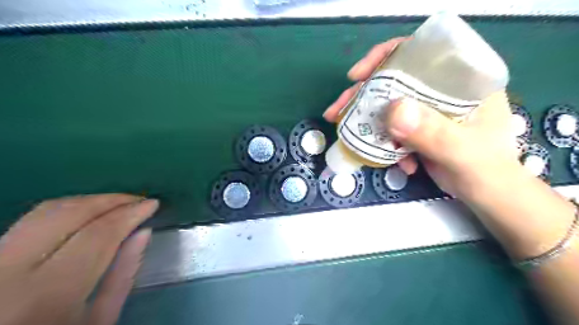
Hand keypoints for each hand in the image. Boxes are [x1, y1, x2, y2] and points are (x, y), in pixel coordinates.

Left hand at [0, 194, 157, 323]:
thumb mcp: (100, 320)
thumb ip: (124, 274)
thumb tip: (143, 231)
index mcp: (45, 296)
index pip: (96, 235)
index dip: (129, 214)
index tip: (152, 204)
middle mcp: (7, 273)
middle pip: (68, 214)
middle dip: (111, 200)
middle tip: (138, 200)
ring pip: (47, 210)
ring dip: (91, 201)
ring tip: (119, 204)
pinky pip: (33, 218)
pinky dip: (69, 209)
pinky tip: (91, 212)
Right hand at [325, 37, 520, 199]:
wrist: (485, 194)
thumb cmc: (485, 170)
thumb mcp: (461, 151)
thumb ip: (432, 132)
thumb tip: (392, 111)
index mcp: (460, 80)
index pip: (419, 52)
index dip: (384, 57)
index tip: (357, 75)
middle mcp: (440, 89)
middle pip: (393, 80)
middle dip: (362, 95)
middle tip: (337, 110)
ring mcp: (426, 110)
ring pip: (387, 104)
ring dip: (365, 119)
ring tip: (346, 132)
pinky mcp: (416, 128)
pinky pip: (389, 127)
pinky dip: (381, 141)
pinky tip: (387, 158)